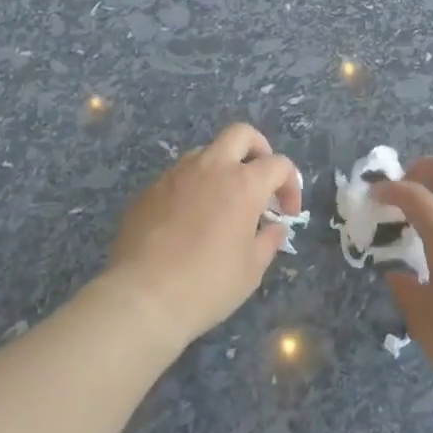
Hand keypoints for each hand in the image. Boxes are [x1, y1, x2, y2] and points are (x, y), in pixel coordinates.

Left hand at [100, 123, 299, 349]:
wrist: (142, 298)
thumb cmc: (207, 285)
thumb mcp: (252, 269)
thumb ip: (269, 240)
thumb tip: (274, 226)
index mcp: (243, 183)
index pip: (278, 164)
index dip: (290, 184)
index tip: (287, 212)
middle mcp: (211, 167)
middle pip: (241, 134)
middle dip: (258, 149)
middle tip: (260, 179)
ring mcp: (176, 175)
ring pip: (206, 151)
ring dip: (222, 167)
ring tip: (222, 202)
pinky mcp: (149, 190)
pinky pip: (178, 176)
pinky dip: (193, 187)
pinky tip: (189, 220)